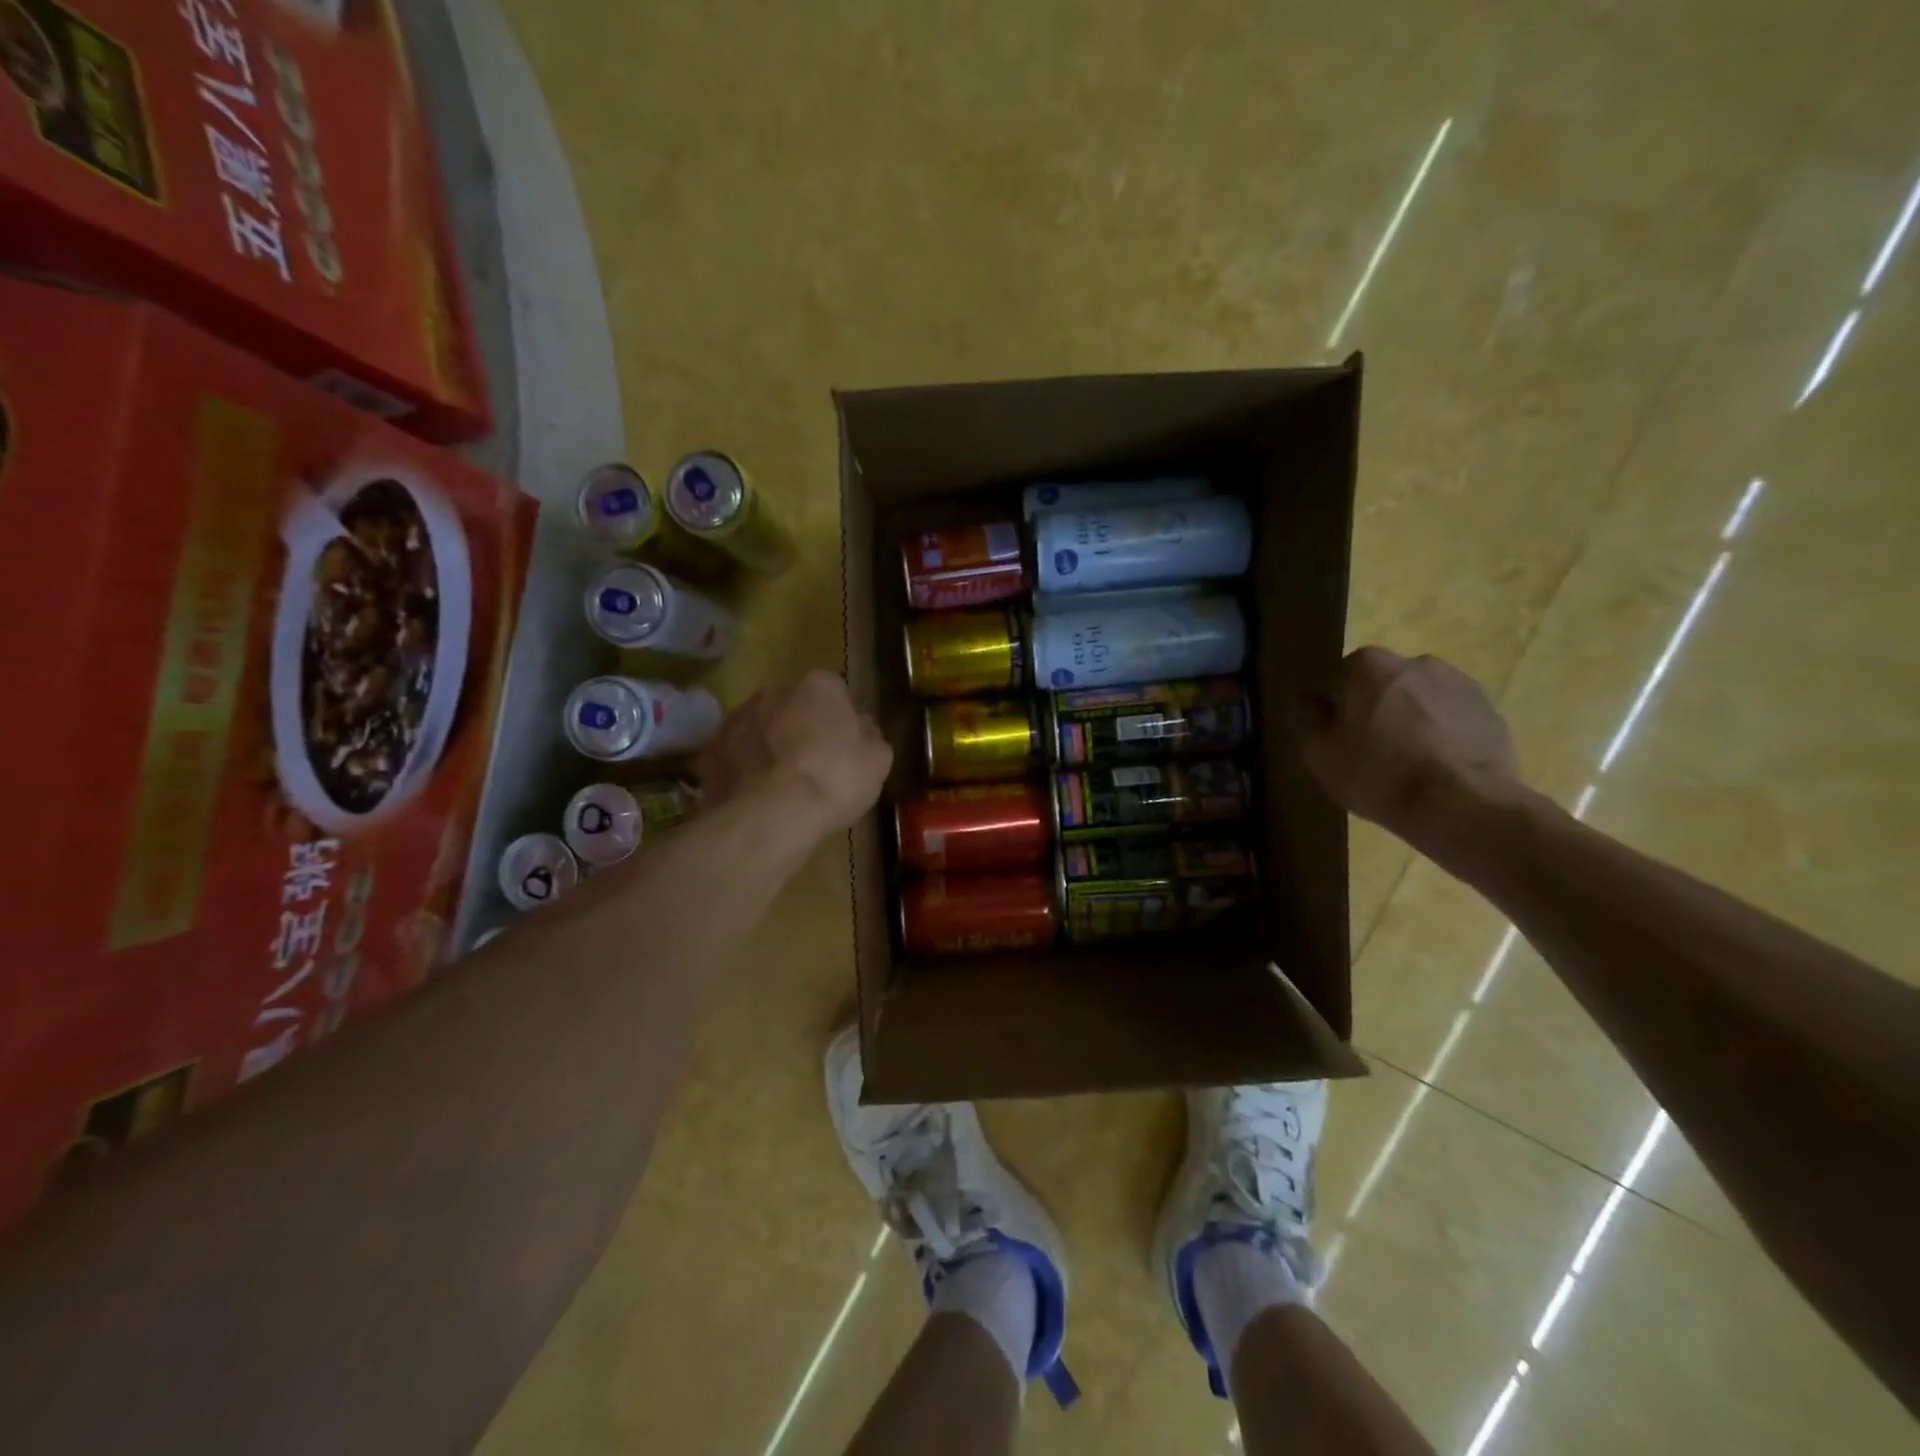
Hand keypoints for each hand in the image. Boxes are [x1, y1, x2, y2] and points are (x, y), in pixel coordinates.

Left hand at [697, 671, 891, 845]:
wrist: (774, 816)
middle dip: (799, 728)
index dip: (840, 720)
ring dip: (767, 747)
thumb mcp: (878, 760)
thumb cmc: (836, 780)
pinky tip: (755, 797)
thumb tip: (861, 728)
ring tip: (781, 785)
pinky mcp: (709, 754)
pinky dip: (741, 771)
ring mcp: (736, 720)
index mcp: (819, 687)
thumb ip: (870, 736)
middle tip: (813, 765)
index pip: (835, 692)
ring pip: (758, 729)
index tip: (845, 747)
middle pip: (791, 707)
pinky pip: (732, 758)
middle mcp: (773, 693)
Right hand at [1296, 647, 1523, 848]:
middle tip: (1367, 750)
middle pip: (1378, 685)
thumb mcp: (1320, 755)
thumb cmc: (1377, 774)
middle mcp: (1414, 661)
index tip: (1332, 739)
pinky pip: (1449, 717)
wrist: (1461, 804)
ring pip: (1416, 698)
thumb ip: (1309, 722)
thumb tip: (1310, 704)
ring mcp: (1458, 683)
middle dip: (1372, 709)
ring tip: (1405, 761)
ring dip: (1407, 719)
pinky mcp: (1489, 709)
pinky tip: (1435, 766)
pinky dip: (1439, 733)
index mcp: (1367, 665)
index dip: (1330, 711)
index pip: (1334, 682)